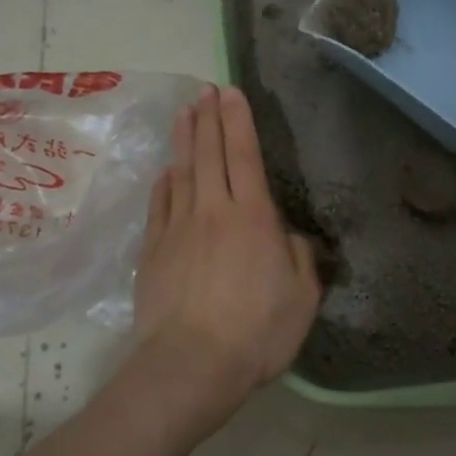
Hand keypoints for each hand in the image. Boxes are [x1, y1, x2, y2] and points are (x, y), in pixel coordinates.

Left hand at [130, 85, 321, 429]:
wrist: (191, 365)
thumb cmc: (256, 333)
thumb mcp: (302, 298)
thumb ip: (299, 258)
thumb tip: (287, 235)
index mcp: (253, 218)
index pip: (244, 156)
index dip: (238, 121)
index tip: (230, 92)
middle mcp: (213, 212)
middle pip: (210, 155)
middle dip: (208, 118)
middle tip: (203, 90)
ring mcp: (178, 229)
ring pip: (181, 173)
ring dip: (184, 140)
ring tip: (184, 114)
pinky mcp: (153, 252)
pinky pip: (159, 206)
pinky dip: (164, 183)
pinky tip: (166, 171)